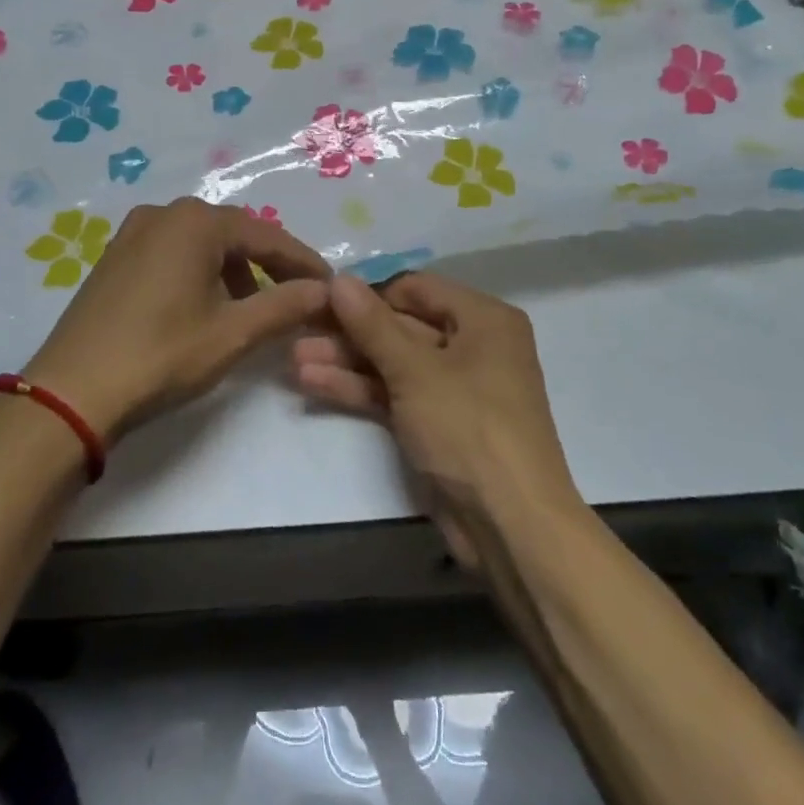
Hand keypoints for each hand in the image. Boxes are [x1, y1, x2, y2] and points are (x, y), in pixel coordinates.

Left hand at [23, 198, 329, 441]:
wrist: (71, 392)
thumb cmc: (160, 355)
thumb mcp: (232, 334)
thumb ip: (285, 306)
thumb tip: (326, 291)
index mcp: (195, 222)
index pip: (267, 236)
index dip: (303, 263)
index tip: (331, 287)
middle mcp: (164, 213)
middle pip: (234, 234)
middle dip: (269, 265)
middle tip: (298, 297)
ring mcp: (134, 232)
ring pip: (202, 244)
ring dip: (234, 271)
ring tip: (252, 309)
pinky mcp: (115, 256)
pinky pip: (173, 253)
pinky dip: (201, 273)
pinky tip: (206, 307)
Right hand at [291, 273, 578, 562]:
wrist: (510, 526)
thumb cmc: (470, 428)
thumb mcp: (416, 371)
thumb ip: (373, 324)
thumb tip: (338, 278)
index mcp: (483, 319)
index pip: (416, 288)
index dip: (369, 292)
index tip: (322, 297)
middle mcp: (472, 345)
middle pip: (401, 326)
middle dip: (350, 331)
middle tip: (298, 327)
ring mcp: (453, 387)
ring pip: (393, 363)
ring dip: (346, 361)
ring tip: (293, 357)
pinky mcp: (436, 423)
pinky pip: (394, 394)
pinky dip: (359, 389)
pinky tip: (312, 383)